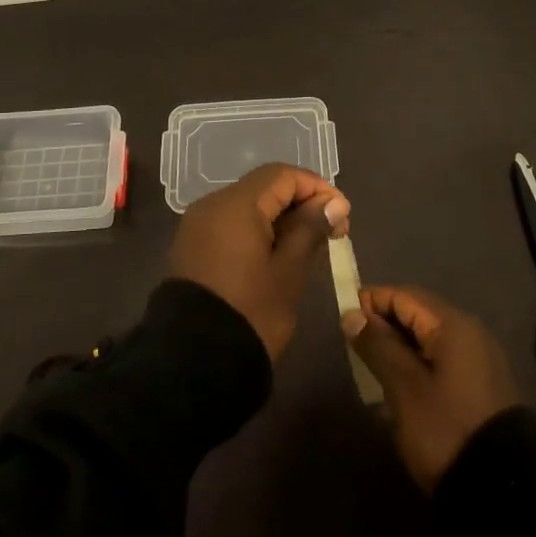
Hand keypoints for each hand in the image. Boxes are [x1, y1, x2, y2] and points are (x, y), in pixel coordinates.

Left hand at [169, 163, 350, 361]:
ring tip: (309, 244)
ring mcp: (198, 225)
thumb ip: (310, 229)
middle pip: (264, 187)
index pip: (282, 175)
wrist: (194, 361)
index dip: (316, 187)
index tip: (342, 214)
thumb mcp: (288, 271)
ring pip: (247, 205)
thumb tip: (334, 202)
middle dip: (300, 202)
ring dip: (280, 217)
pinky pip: (230, 224)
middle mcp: (212, 204)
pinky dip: (257, 229)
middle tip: (332, 231)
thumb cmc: (250, 312)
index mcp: (235, 204)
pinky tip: (277, 253)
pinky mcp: (192, 245)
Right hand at [343, 285, 520, 491]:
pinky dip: (417, 366)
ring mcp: (479, 361)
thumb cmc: (446, 429)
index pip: (403, 295)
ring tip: (372, 371)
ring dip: (399, 349)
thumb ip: (377, 345)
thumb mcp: (403, 387)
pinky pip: (441, 361)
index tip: (344, 321)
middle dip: (384, 327)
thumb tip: (353, 314)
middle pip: (417, 314)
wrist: (503, 491)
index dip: (371, 302)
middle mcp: (470, 333)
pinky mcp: (481, 387)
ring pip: (428, 340)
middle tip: (354, 349)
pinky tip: (399, 391)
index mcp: (452, 325)